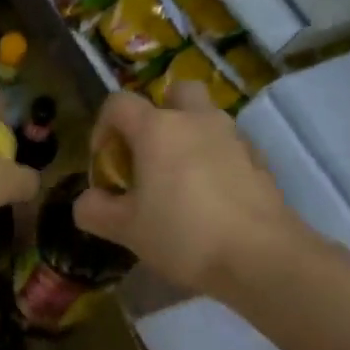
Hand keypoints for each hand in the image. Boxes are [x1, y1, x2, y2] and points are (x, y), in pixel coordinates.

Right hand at [74, 81, 312, 296]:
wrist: (260, 256)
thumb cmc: (182, 234)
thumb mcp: (124, 229)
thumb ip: (94, 210)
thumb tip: (88, 201)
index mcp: (158, 129)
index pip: (118, 104)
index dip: (103, 128)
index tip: (105, 162)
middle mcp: (197, 121)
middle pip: (175, 92)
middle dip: (158, 114)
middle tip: (149, 154)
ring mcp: (234, 138)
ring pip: (206, 119)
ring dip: (188, 138)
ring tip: (178, 182)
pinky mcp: (259, 161)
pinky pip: (228, 148)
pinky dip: (214, 161)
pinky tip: (209, 200)